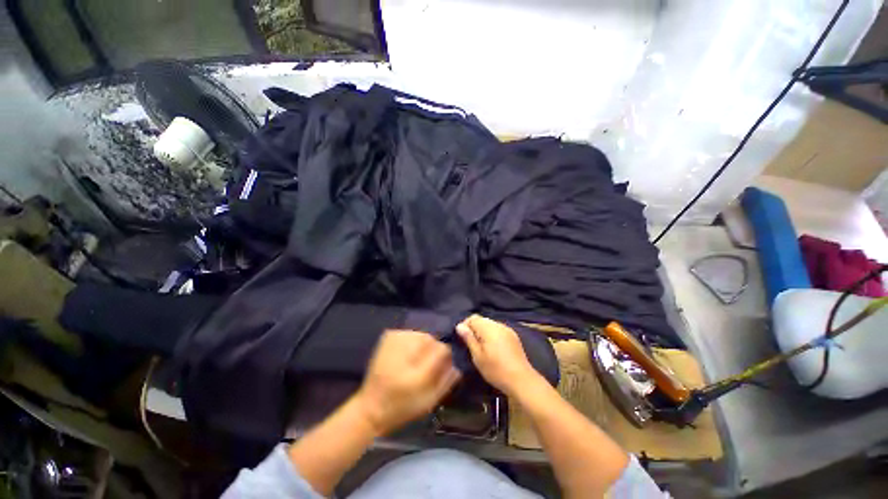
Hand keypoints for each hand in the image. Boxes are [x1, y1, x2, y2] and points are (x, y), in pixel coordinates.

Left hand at [355, 330, 460, 435]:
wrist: (371, 407)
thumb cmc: (403, 407)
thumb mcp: (429, 401)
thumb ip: (446, 381)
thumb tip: (457, 363)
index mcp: (416, 374)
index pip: (441, 349)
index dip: (445, 356)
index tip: (443, 364)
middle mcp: (405, 352)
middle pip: (431, 339)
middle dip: (433, 350)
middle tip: (426, 364)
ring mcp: (394, 340)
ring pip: (421, 335)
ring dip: (423, 345)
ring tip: (415, 360)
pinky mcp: (388, 336)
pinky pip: (410, 333)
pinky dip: (412, 341)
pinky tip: (406, 354)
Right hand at [456, 315, 540, 395]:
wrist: (521, 380)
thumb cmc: (496, 370)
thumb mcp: (478, 356)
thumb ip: (469, 339)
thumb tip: (460, 326)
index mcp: (489, 328)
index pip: (473, 318)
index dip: (465, 325)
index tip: (462, 338)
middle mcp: (498, 325)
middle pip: (482, 320)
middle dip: (474, 328)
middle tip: (470, 343)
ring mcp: (507, 329)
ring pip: (490, 324)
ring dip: (483, 331)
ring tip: (480, 346)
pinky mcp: (513, 336)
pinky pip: (498, 330)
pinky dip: (492, 334)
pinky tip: (492, 347)